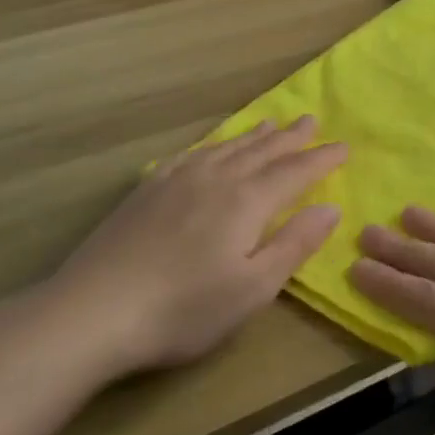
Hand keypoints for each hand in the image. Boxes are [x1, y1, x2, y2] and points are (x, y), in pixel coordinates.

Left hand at [39, 117, 344, 377]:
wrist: (90, 313)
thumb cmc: (183, 309)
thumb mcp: (253, 288)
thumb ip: (295, 244)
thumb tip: (331, 208)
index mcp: (247, 201)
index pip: (295, 172)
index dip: (321, 160)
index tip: (344, 147)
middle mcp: (216, 179)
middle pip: (262, 151)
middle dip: (291, 138)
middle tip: (311, 121)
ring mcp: (177, 181)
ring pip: (226, 148)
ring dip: (254, 136)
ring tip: (271, 123)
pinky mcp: (146, 192)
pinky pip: (190, 155)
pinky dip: (212, 145)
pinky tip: (211, 148)